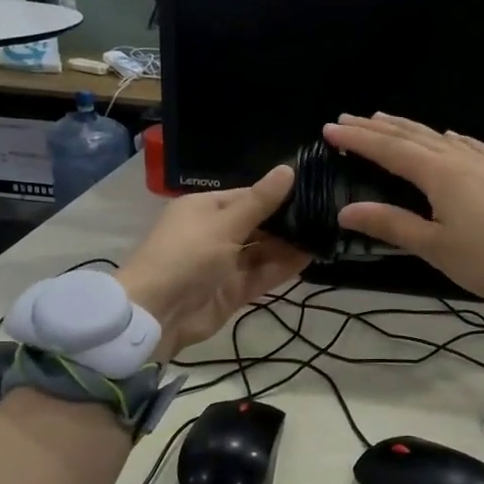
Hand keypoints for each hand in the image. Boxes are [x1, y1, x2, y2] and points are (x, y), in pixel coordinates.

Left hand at [116, 165, 310, 358]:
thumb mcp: (224, 224)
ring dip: (290, 244)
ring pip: (263, 250)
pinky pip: (262, 273)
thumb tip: (288, 169)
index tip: (312, 190)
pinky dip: (283, 266)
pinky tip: (311, 256)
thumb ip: (260, 202)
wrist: (156, 313)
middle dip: (288, 221)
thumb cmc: (186, 256)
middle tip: (327, 214)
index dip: (277, 194)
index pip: (248, 196)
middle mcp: (216, 232)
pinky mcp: (233, 290)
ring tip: (326, 234)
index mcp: (205, 208)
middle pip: (258, 223)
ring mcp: (225, 263)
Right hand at [323, 114, 483, 301]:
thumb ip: (390, 224)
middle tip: (347, 119)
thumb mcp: (434, 246)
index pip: (388, 149)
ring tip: (384, 119)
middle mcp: (459, 157)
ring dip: (407, 128)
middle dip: (376, 127)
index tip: (330, 130)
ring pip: (438, 136)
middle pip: (410, 136)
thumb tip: (345, 211)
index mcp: (439, 173)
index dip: (358, 140)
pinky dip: (445, 137)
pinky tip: (447, 136)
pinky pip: (467, 144)